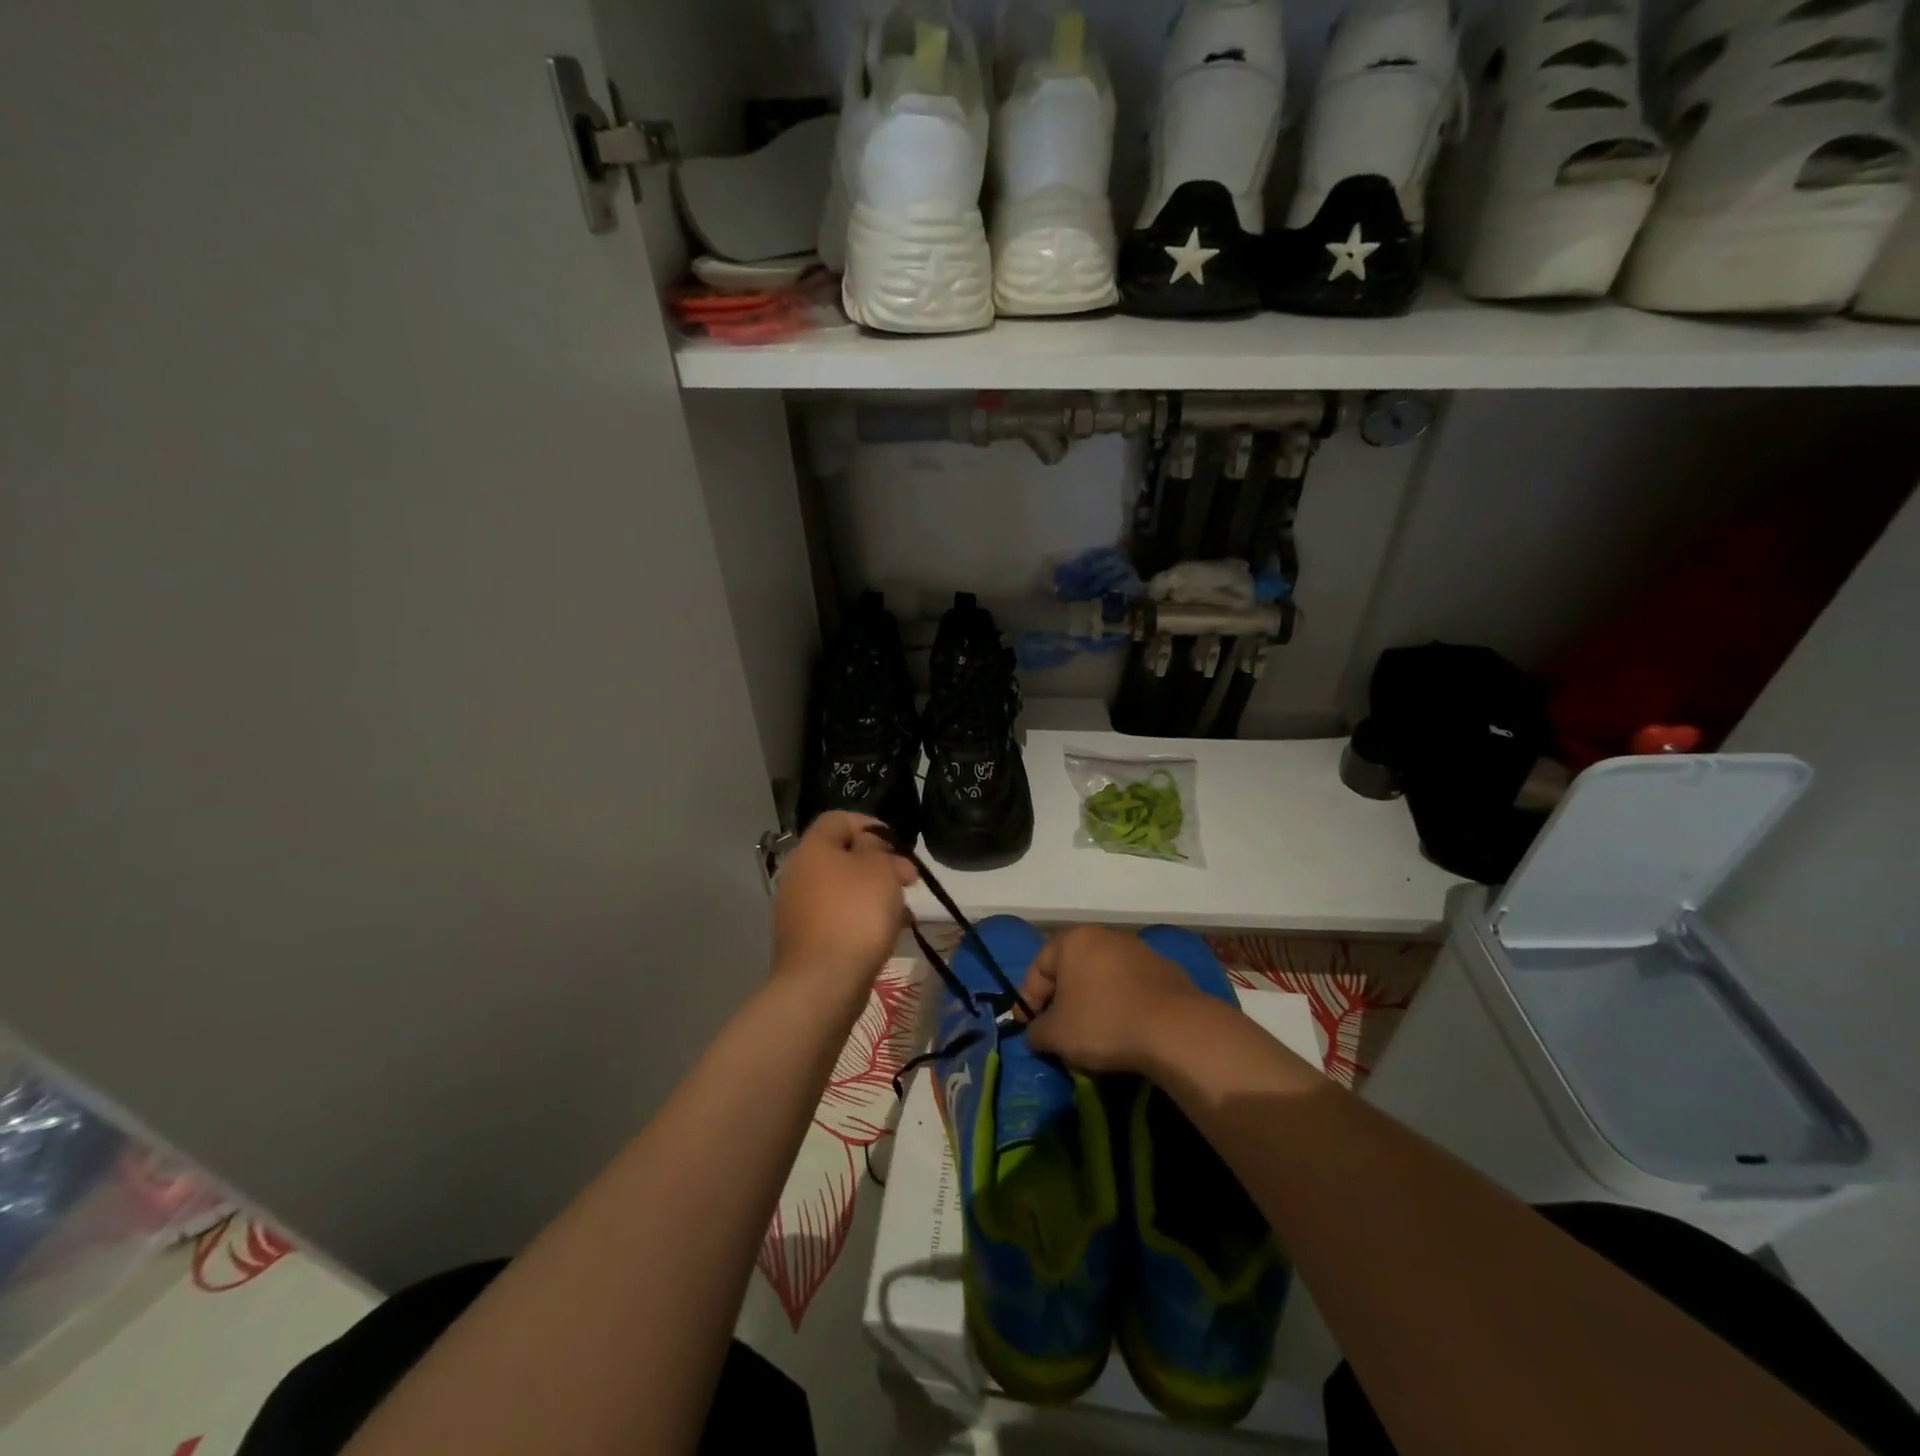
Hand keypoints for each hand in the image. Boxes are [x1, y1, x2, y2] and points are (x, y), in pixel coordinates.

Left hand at [773, 813, 916, 994]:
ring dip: (874, 893)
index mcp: (812, 849)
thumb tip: (870, 847)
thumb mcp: (879, 869)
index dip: (870, 824)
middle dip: (879, 863)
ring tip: (905, 910)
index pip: (838, 819)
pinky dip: (862, 919)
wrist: (823, 982)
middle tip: (908, 879)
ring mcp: (798, 909)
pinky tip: (889, 933)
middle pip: (842, 856)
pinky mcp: (805, 939)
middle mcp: (799, 874)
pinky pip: (838, 917)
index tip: (897, 844)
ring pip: (843, 888)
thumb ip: (878, 849)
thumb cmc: (856, 914)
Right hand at [1019, 926, 1201, 1073]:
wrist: (1174, 1029)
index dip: (1028, 1000)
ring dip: (1093, 1000)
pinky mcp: (1165, 969)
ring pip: (1103, 976)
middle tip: (1059, 1029)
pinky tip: (1125, 1029)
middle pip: (1072, 968)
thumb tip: (1036, 1033)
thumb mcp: (1056, 1036)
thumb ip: (1036, 1032)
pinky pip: (1131, 987)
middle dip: (1062, 999)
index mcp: (1073, 940)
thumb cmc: (1103, 1023)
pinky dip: (1122, 1003)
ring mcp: (1139, 950)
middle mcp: (1105, 935)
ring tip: (1093, 1033)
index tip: (1028, 1028)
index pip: (1038, 967)